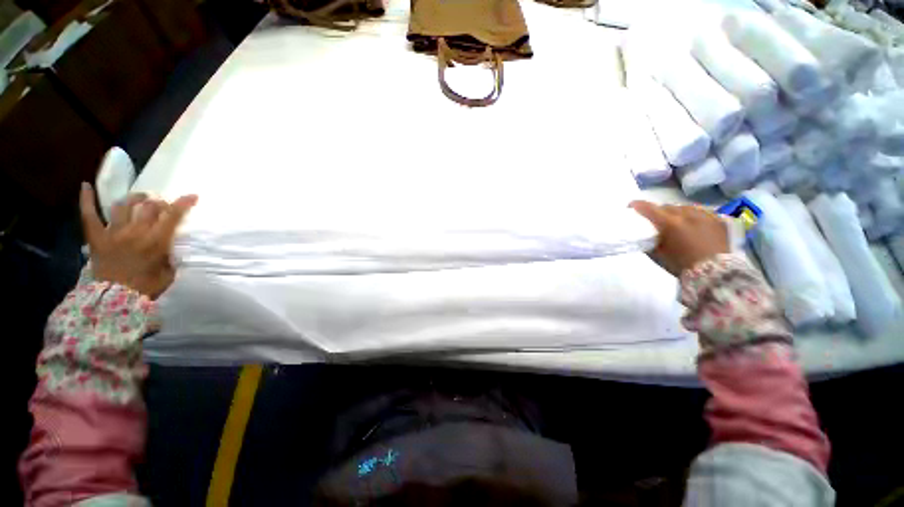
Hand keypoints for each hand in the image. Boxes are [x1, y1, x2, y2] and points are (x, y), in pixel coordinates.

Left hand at [80, 182, 197, 298]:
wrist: (115, 300)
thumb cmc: (147, 287)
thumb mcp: (169, 271)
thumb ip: (171, 254)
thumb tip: (173, 244)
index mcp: (156, 241)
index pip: (172, 216)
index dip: (183, 203)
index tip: (192, 196)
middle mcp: (135, 232)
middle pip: (148, 207)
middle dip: (159, 202)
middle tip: (163, 205)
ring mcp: (113, 232)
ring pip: (124, 205)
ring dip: (134, 199)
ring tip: (140, 199)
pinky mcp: (96, 237)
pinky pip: (89, 214)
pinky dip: (87, 199)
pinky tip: (86, 185)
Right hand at [630, 200, 728, 276]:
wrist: (714, 274)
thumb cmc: (681, 265)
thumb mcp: (658, 254)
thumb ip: (650, 240)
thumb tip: (644, 235)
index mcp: (670, 223)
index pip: (650, 208)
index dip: (638, 205)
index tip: (631, 206)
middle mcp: (687, 215)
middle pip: (668, 206)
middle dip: (659, 211)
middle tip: (655, 218)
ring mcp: (705, 215)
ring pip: (685, 207)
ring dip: (677, 212)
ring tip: (675, 220)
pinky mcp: (718, 220)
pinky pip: (702, 212)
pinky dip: (694, 216)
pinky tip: (693, 222)